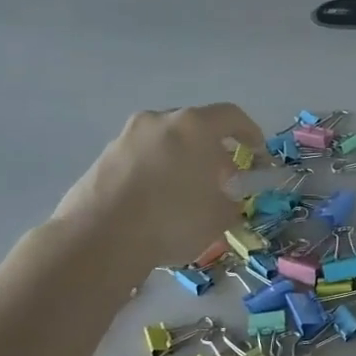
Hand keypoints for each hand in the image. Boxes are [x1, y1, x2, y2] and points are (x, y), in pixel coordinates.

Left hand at [50, 104, 267, 291]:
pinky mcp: (103, 157)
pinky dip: (156, 172)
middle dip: (213, 150)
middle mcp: (159, 121)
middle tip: (221, 179)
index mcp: (194, 126)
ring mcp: (126, 137)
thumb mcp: (220, 217)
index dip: (250, 133)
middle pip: (195, 128)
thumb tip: (227, 198)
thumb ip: (231, 201)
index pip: (231, 116)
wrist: (98, 239)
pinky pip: (141, 158)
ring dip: (182, 161)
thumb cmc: (173, 220)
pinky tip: (157, 203)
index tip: (257, 153)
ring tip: (187, 193)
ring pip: (166, 142)